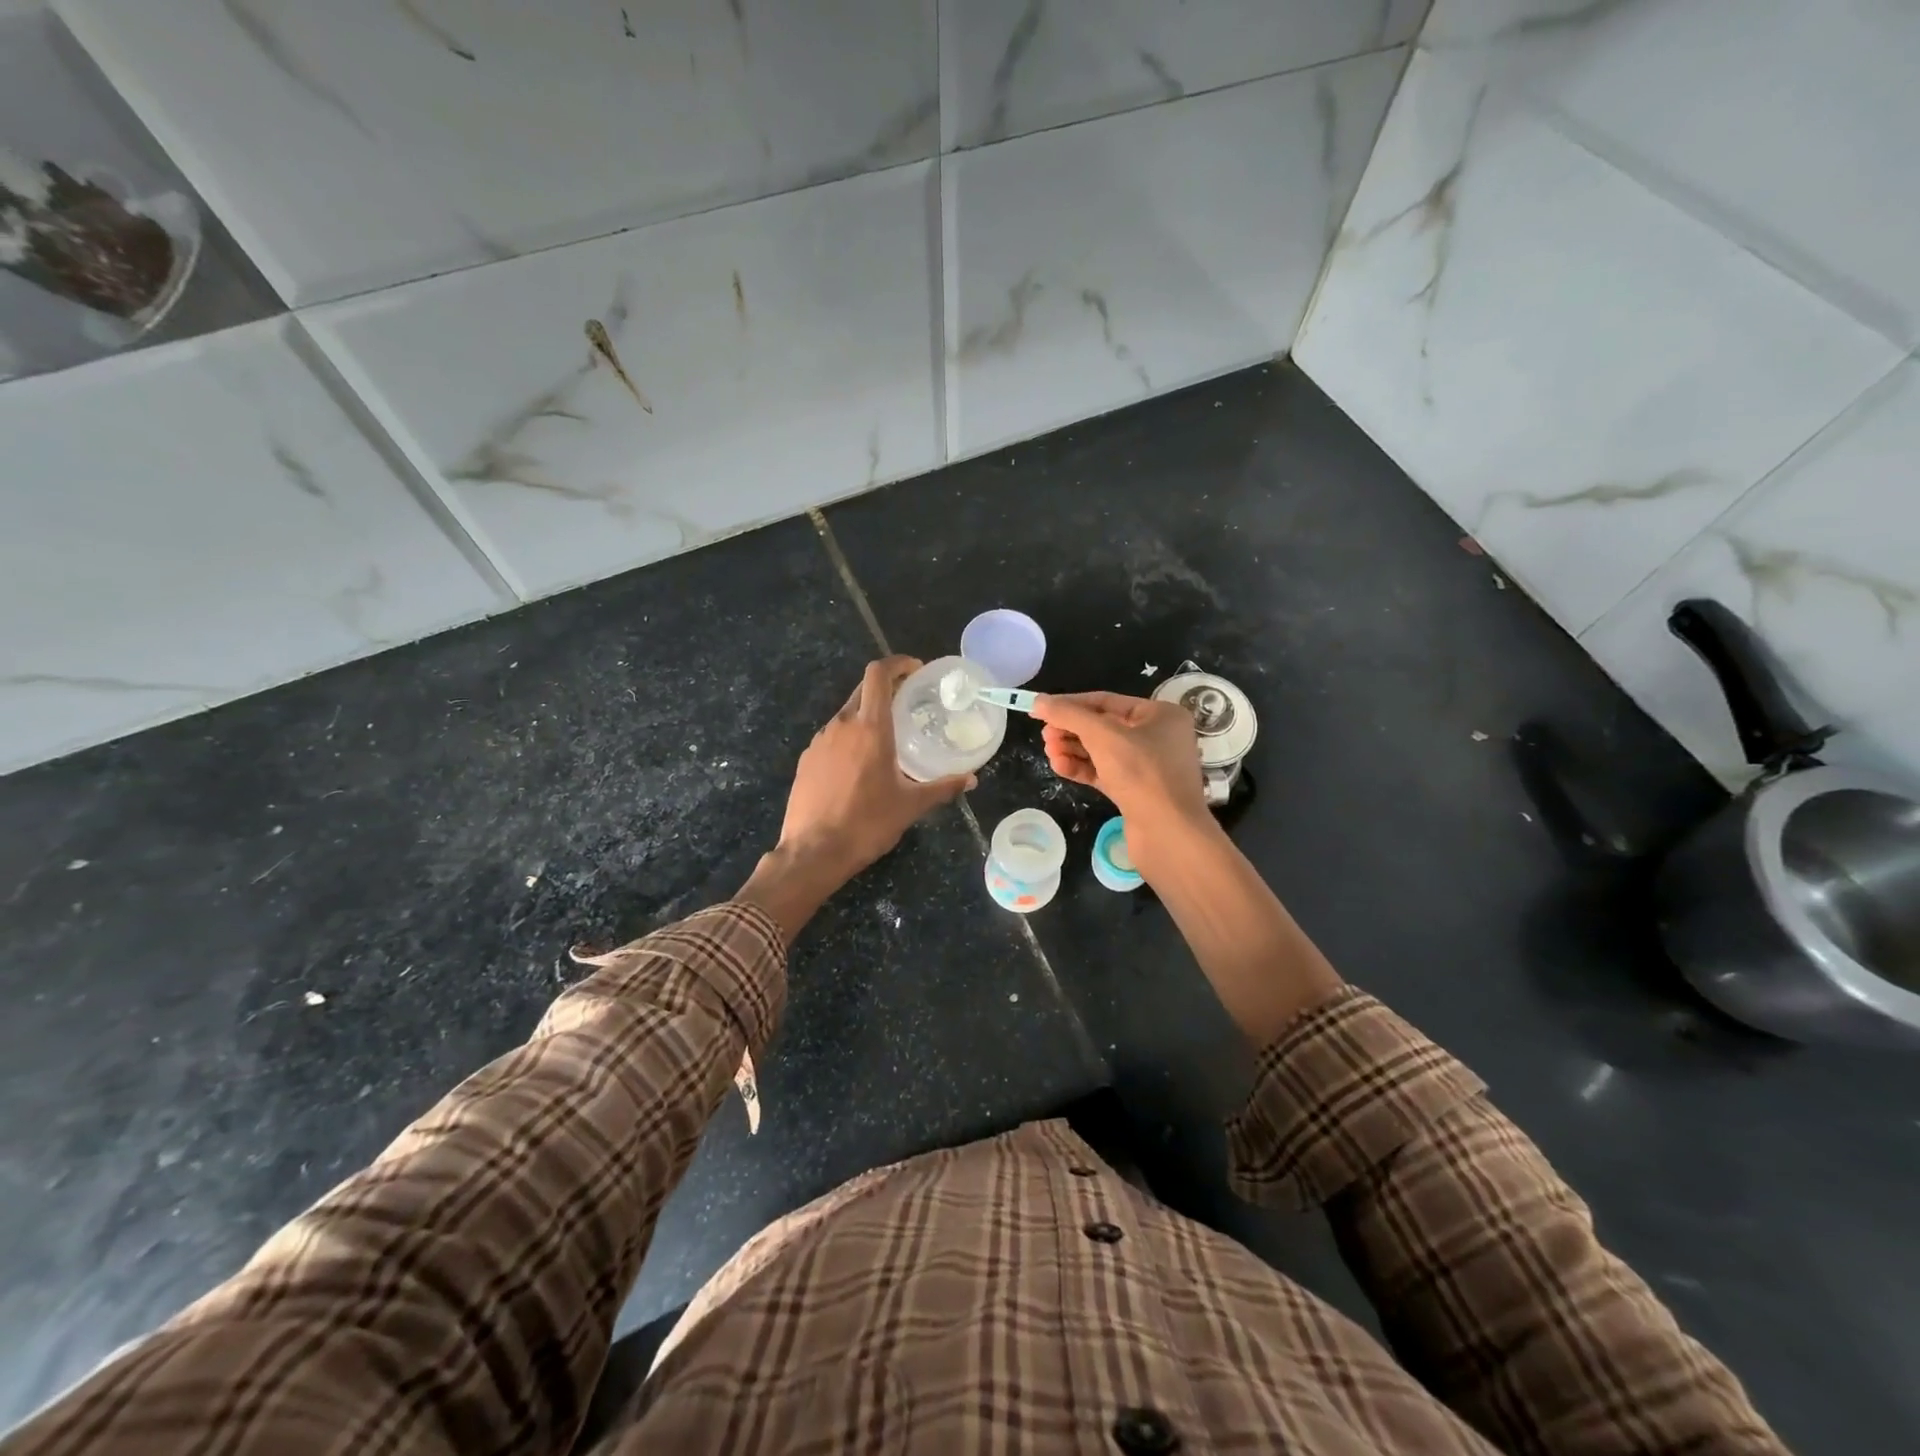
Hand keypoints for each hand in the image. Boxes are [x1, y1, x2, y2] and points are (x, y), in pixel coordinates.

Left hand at [778, 656, 973, 881]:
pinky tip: (859, 765)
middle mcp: (842, 725)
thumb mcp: (910, 806)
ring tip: (886, 738)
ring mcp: (819, 741)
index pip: (878, 674)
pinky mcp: (806, 759)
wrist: (813, 852)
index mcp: (870, 728)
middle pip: (863, 690)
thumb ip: (943, 788)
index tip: (915, 669)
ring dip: (867, 715)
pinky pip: (832, 737)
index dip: (897, 663)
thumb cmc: (867, 824)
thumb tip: (971, 779)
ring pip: (846, 714)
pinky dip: (849, 738)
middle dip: (886, 688)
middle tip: (908, 701)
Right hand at [1031, 691, 1208, 847]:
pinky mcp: (1135, 792)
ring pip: (1101, 751)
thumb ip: (1069, 715)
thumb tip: (1039, 701)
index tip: (1040, 710)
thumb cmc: (1141, 773)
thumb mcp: (1103, 736)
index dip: (1070, 704)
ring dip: (1072, 750)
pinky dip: (1081, 768)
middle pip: (1102, 726)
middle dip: (1070, 730)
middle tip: (1045, 737)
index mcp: (1159, 715)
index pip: (1106, 701)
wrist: (1168, 834)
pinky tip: (1060, 767)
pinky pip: (1103, 773)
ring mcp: (1146, 767)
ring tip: (1049, 752)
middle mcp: (1156, 737)